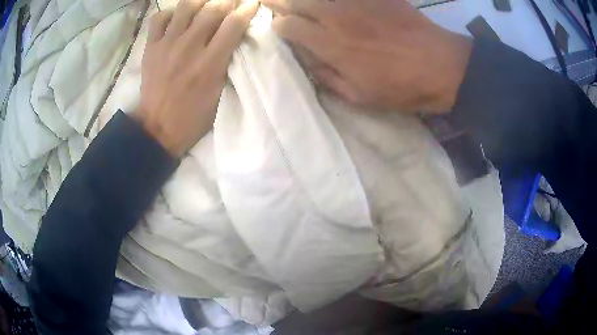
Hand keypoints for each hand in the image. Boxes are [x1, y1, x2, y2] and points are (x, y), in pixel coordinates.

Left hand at [135, 0, 258, 156]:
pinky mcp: (151, 48)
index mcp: (210, 63)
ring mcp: (167, 45)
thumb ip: (227, 63)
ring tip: (206, 4)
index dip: (247, 8)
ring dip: (201, 1)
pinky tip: (177, 18)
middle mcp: (189, 47)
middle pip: (213, 8)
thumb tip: (233, 38)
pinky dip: (170, 13)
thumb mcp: (219, 94)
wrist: (157, 128)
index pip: (234, 23)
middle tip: (232, 3)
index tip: (252, 3)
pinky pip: (159, 18)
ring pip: (186, 6)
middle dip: (228, 1)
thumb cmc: (192, 117)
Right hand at [263, 0, 471, 113]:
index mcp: (332, 46)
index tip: (278, 26)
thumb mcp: (360, 97)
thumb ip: (327, 78)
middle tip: (269, 0)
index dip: (278, 24)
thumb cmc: (402, 87)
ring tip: (296, 1)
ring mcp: (358, 3)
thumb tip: (307, 62)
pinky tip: (332, 3)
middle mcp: (338, 18)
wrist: (442, 66)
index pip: (289, 26)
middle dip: (278, 0)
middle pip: (297, 1)